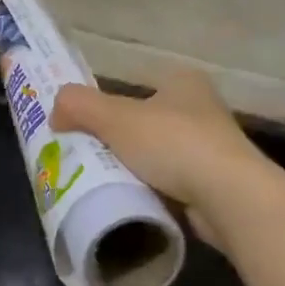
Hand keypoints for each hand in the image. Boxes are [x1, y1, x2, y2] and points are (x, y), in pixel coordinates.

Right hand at [51, 69, 273, 246]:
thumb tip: (54, 110)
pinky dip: (154, 192)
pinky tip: (134, 203)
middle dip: (120, 140)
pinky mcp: (216, 184)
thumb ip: (80, 106)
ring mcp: (213, 148)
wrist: (230, 197)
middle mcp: (202, 108)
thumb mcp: (116, 118)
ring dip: (137, 168)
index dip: (110, 104)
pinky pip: (173, 184)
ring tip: (105, 184)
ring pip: (160, 155)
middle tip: (88, 158)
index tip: (85, 127)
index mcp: (183, 82)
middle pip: (147, 122)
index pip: (138, 86)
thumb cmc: (173, 143)